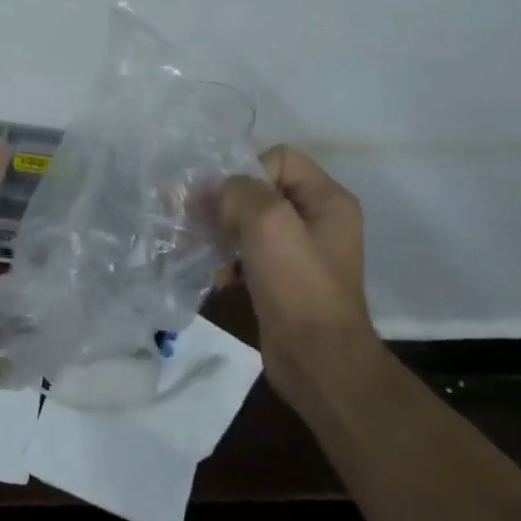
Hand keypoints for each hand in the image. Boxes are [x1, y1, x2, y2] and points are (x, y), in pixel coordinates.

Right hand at [218, 146, 384, 403]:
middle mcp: (316, 219)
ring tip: (197, 250)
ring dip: (218, 233)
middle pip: (257, 190)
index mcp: (327, 200)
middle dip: (222, 204)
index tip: (226, 203)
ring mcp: (298, 251)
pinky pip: (245, 252)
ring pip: (246, 222)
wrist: (317, 361)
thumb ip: (238, 192)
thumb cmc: (298, 286)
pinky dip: (226, 259)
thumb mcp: (268, 223)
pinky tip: (215, 276)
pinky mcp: (281, 278)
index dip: (246, 173)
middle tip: (194, 222)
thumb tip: (211, 190)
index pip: (277, 158)